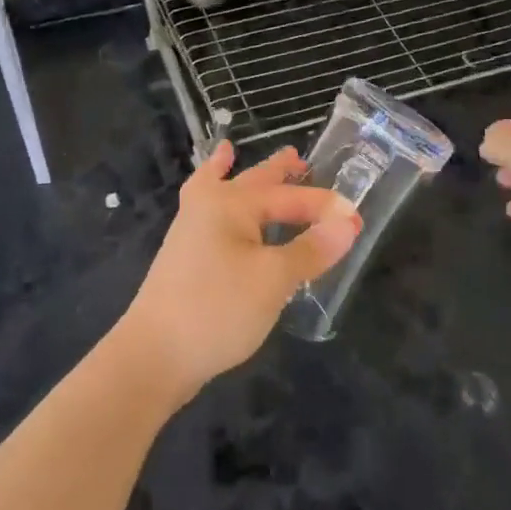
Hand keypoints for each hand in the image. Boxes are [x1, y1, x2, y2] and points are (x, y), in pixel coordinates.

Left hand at [118, 141, 361, 405]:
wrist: (154, 355)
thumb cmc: (217, 309)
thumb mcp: (274, 280)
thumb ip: (311, 250)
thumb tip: (348, 223)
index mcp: (232, 203)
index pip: (290, 198)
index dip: (324, 208)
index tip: (356, 220)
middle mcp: (209, 205)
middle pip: (252, 181)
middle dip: (278, 171)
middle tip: (300, 158)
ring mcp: (191, 229)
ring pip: (224, 191)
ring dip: (240, 177)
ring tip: (236, 154)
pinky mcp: (185, 254)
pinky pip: (204, 208)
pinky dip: (207, 193)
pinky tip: (207, 197)